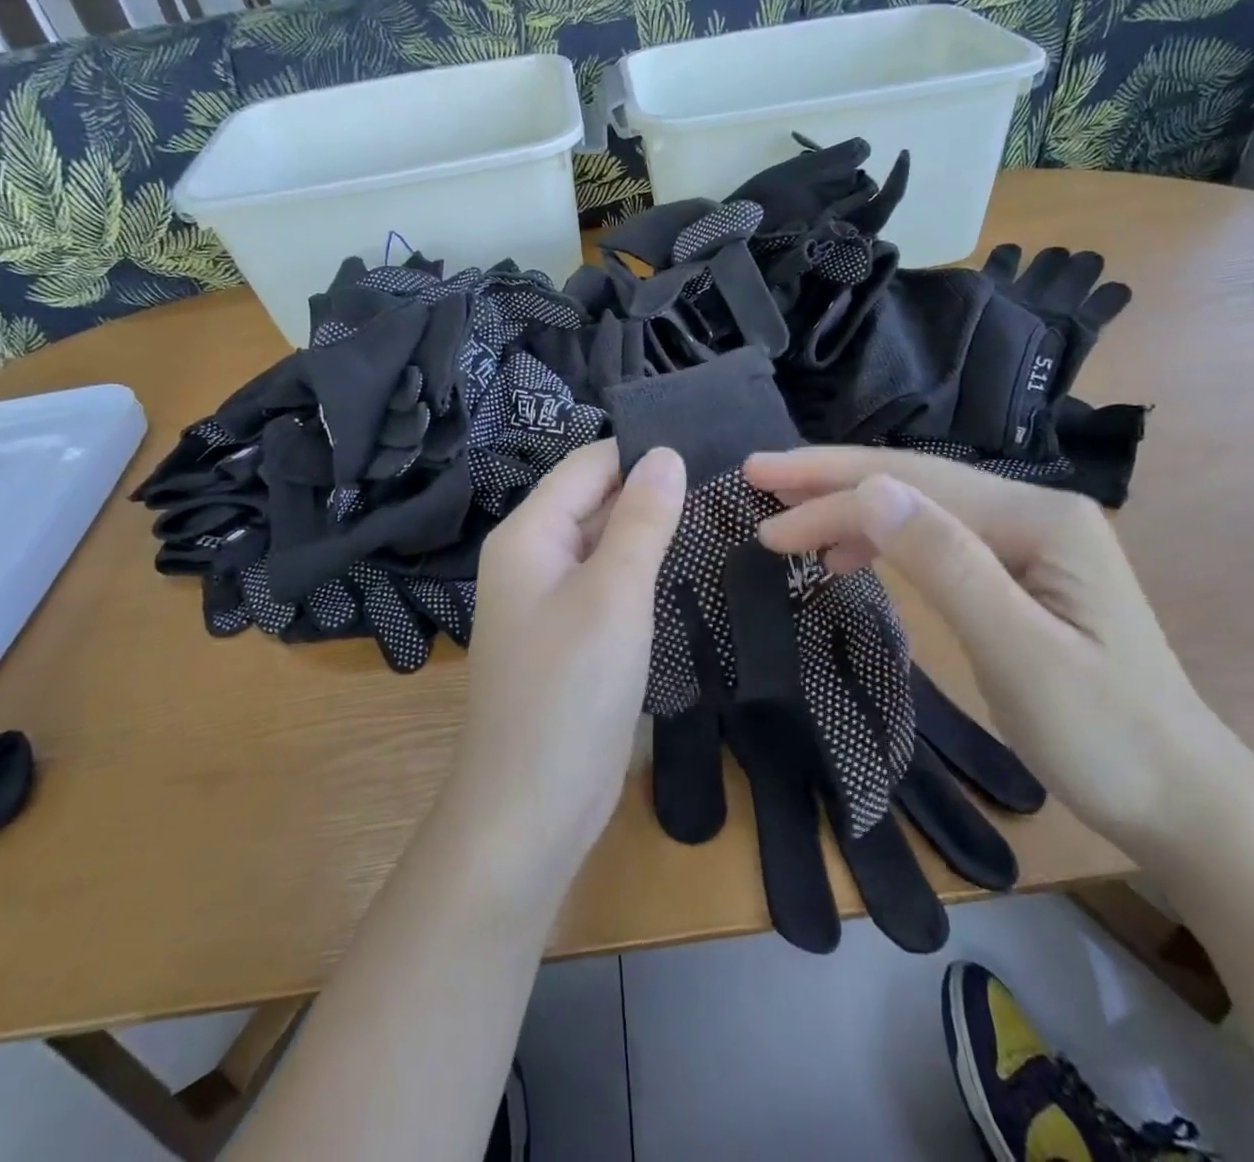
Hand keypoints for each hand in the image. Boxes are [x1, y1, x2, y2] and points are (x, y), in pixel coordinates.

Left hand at [450, 440, 685, 872]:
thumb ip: (640, 519)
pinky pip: (605, 585)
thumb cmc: (570, 689)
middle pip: (592, 501)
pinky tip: (683, 570)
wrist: (530, 807)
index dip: (640, 451)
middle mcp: (532, 558)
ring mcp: (548, 600)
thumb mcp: (614, 594)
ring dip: (648, 531)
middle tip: (725, 482)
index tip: (707, 446)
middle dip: (650, 490)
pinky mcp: (568, 637)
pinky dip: (640, 573)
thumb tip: (666, 454)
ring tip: (717, 514)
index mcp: (529, 534)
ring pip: (602, 544)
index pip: (587, 465)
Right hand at [745, 447, 1253, 862]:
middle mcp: (1032, 510)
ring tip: (787, 518)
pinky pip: (934, 536)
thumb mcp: (1020, 652)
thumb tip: (871, 491)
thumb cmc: (1105, 735)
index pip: (911, 490)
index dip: (829, 497)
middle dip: (828, 477)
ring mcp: (1026, 539)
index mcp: (1038, 518)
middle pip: (912, 479)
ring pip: (918, 504)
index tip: (762, 519)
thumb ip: (946, 564)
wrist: (1184, 798)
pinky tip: (847, 554)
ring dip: (849, 505)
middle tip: (757, 475)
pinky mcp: (1016, 570)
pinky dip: (881, 537)